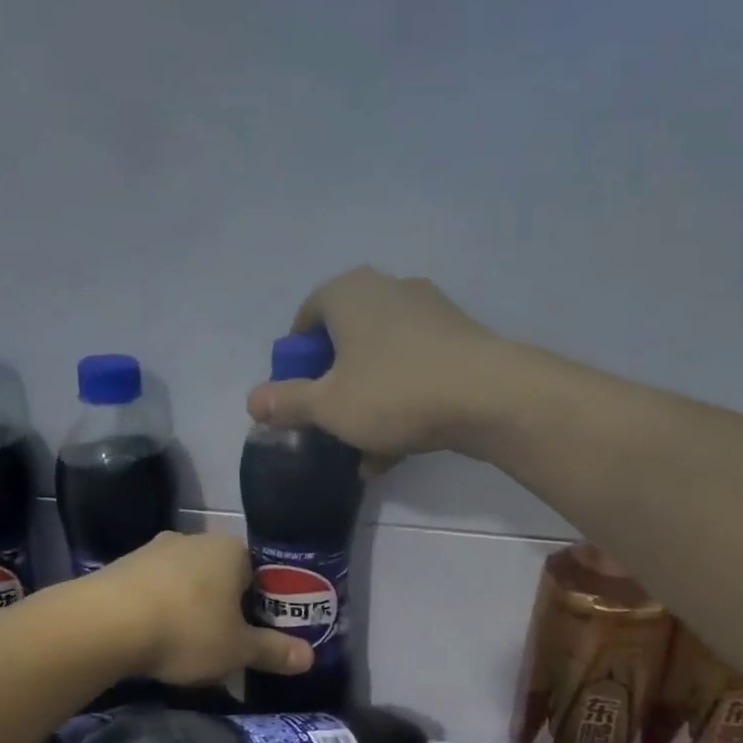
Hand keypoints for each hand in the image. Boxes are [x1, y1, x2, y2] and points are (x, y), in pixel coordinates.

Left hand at [95, 532, 311, 686]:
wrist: (104, 624)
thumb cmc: (187, 630)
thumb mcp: (237, 650)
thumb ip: (274, 651)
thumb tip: (310, 656)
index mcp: (231, 550)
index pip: (260, 573)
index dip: (262, 605)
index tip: (256, 634)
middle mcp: (195, 539)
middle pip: (222, 575)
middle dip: (225, 607)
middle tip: (224, 644)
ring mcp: (155, 549)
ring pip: (186, 581)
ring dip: (190, 607)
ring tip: (185, 646)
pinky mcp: (123, 565)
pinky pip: (154, 588)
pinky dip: (159, 609)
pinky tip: (153, 638)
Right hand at [245, 267, 509, 470]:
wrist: (490, 395)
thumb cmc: (394, 392)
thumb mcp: (329, 405)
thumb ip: (288, 402)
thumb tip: (252, 401)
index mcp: (348, 293)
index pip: (306, 318)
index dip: (295, 361)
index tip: (298, 397)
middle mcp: (388, 290)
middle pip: (346, 341)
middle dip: (334, 387)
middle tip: (328, 422)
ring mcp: (428, 312)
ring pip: (382, 361)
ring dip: (367, 404)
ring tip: (362, 452)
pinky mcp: (459, 339)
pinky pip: (415, 370)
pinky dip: (400, 403)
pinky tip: (395, 451)